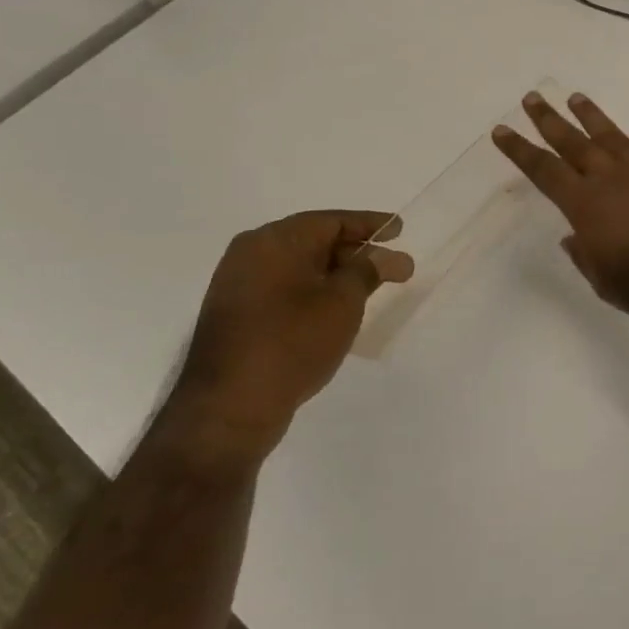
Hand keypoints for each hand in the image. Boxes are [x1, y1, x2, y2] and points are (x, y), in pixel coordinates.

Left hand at [165, 211, 413, 467]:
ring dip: (336, 274)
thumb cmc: (292, 342)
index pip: (333, 221)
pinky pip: (284, 288)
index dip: (371, 224)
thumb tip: (385, 256)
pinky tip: (335, 309)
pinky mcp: (235, 313)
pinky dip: (313, 291)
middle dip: (357, 252)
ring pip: (299, 267)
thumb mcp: (342, 302)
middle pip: (315, 241)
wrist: (228, 408)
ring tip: (370, 288)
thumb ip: (367, 271)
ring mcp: (238, 284)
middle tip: (394, 267)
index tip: (400, 229)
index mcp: (276, 240)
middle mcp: (251, 252)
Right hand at [493, 92, 628, 335]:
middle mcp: (612, 179)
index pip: (544, 170)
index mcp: (586, 206)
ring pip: (613, 136)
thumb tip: (574, 236)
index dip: (520, 150)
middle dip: (549, 120)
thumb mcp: (603, 281)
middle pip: (574, 143)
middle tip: (533, 97)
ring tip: (576, 97)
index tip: (502, 130)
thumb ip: (585, 254)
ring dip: (592, 117)